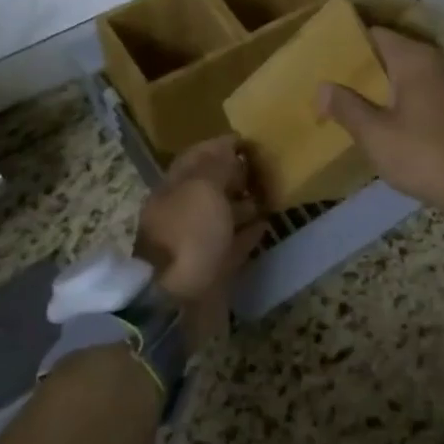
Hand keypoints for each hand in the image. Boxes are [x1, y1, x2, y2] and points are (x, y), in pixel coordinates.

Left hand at [134, 135, 263, 341]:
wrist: (174, 303)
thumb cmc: (188, 236)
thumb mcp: (203, 189)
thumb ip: (217, 166)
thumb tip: (228, 148)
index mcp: (174, 189)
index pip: (197, 157)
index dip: (220, 145)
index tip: (248, 140)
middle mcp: (182, 212)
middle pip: (210, 186)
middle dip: (234, 173)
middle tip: (264, 166)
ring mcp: (196, 242)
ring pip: (222, 214)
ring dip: (244, 203)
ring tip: (269, 193)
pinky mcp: (211, 269)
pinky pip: (233, 244)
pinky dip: (248, 233)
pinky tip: (266, 224)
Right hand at [316, 29, 443, 218]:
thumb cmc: (422, 155)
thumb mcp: (375, 135)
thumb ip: (346, 106)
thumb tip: (322, 86)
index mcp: (415, 59)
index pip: (377, 35)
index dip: (352, 45)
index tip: (331, 60)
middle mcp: (440, 59)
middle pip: (398, 51)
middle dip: (372, 66)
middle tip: (343, 84)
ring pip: (418, 71)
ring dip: (394, 82)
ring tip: (368, 102)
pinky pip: (435, 87)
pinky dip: (416, 95)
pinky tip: (402, 118)